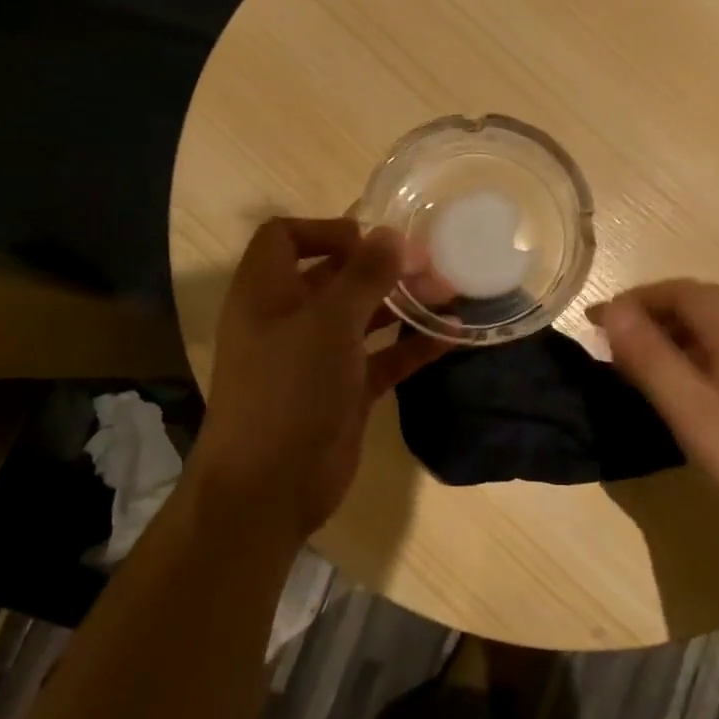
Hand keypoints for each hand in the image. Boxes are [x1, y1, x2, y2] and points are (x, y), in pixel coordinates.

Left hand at [193, 218, 447, 542]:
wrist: (269, 488)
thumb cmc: (289, 390)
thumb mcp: (328, 324)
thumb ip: (364, 276)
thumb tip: (391, 234)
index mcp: (266, 292)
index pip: (285, 238)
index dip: (325, 230)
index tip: (372, 240)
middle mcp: (290, 319)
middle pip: (335, 276)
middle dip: (381, 266)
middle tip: (431, 264)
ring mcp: (319, 357)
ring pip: (364, 316)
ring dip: (403, 302)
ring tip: (449, 291)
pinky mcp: (345, 390)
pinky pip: (383, 357)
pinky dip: (412, 345)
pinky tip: (452, 335)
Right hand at [591, 279, 718, 561]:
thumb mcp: (690, 410)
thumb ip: (649, 357)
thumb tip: (612, 311)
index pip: (679, 291)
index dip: (634, 300)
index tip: (597, 323)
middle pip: (699, 302)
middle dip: (653, 313)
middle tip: (616, 342)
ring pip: (718, 325)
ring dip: (676, 332)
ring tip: (644, 362)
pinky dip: (700, 350)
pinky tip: (689, 384)